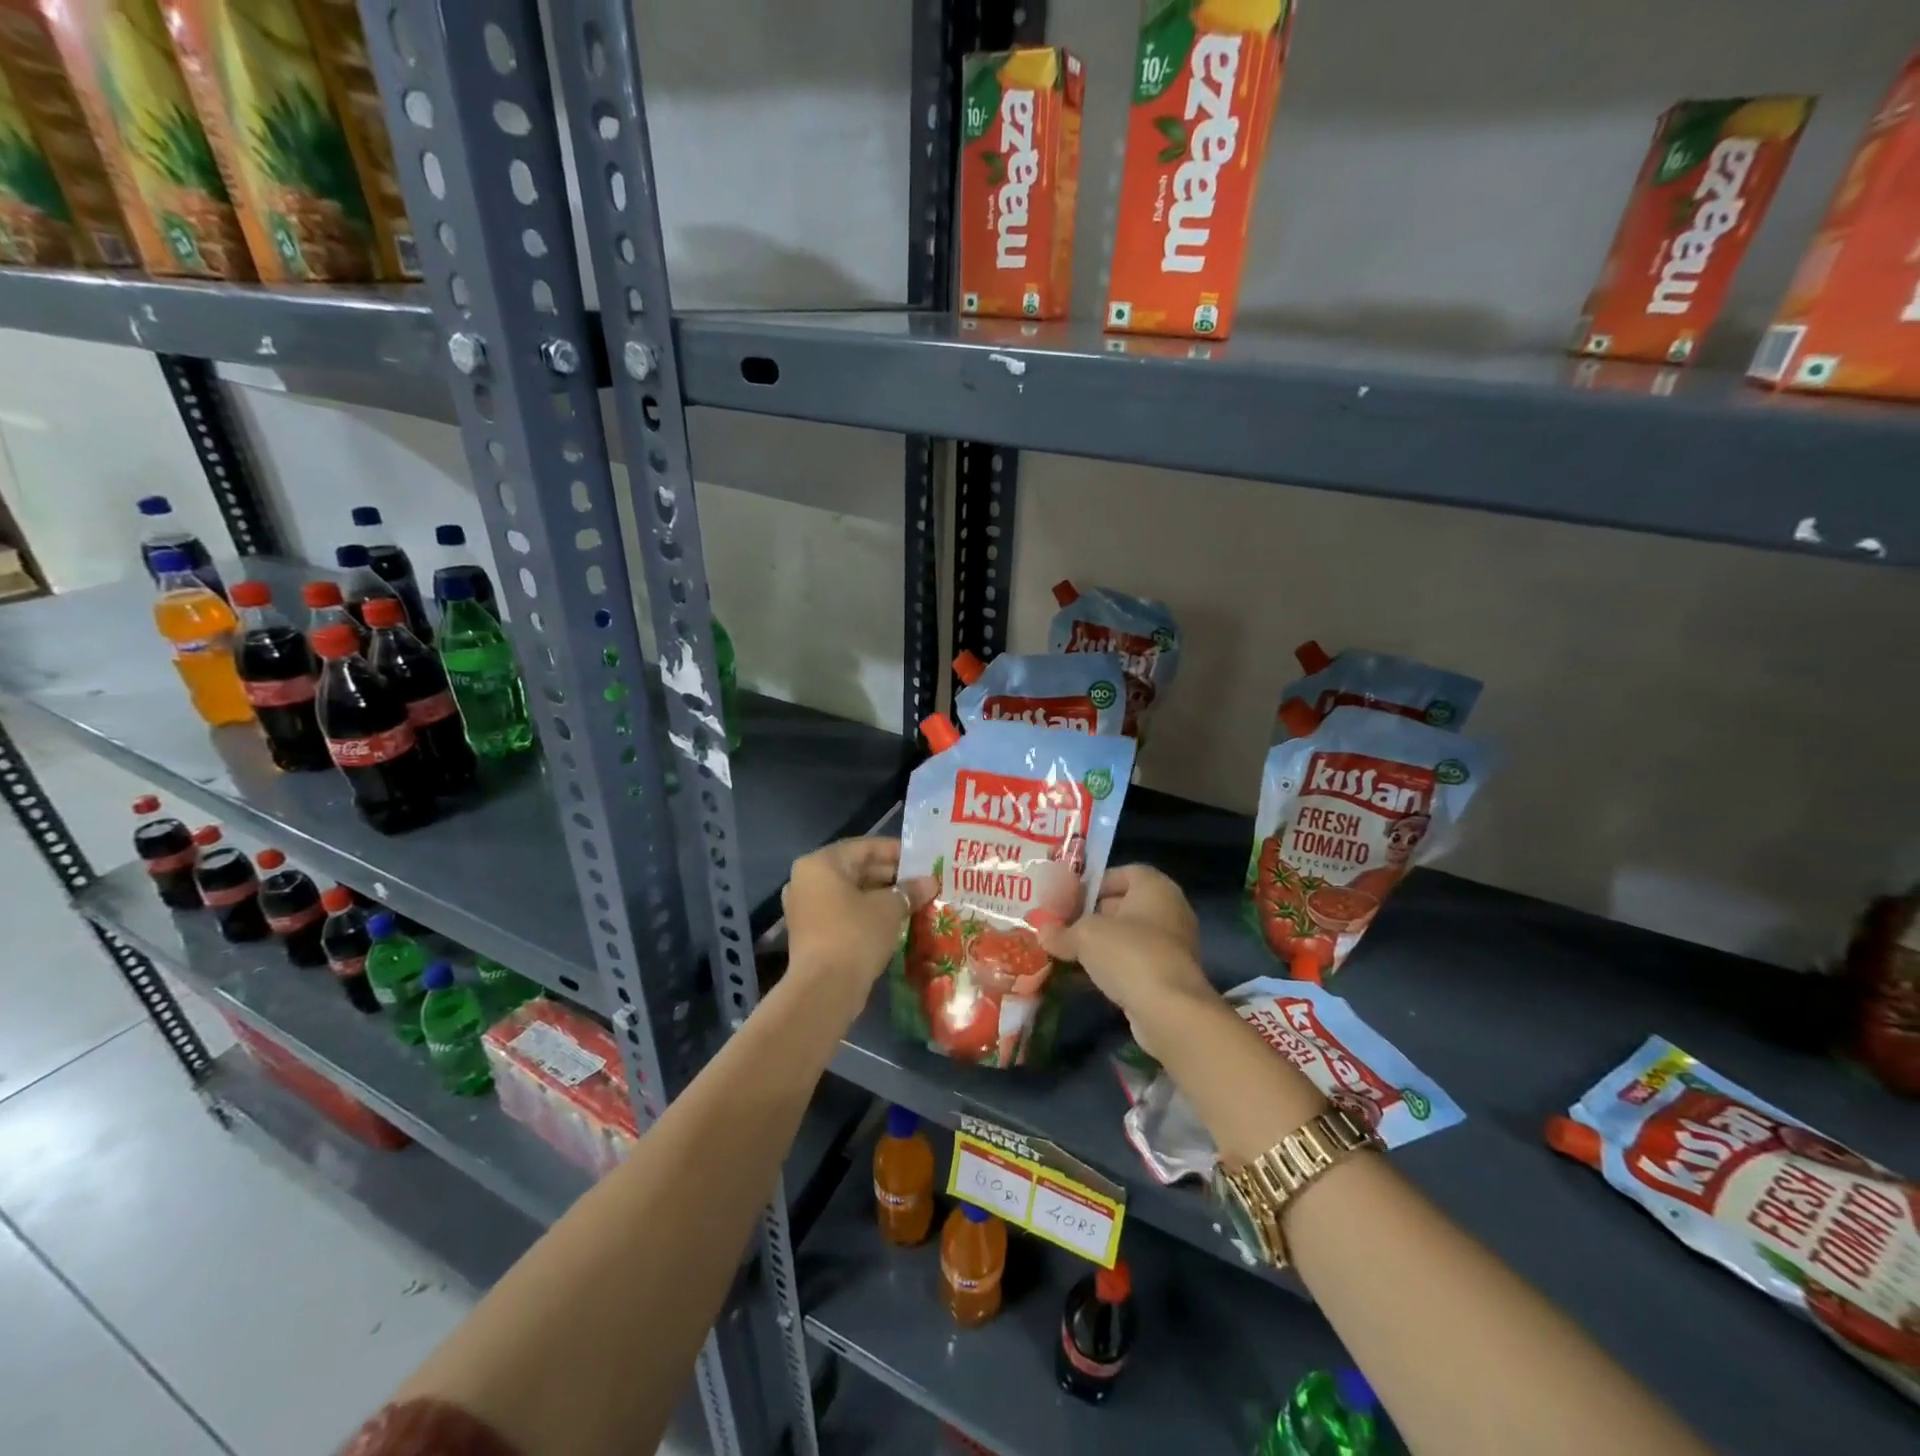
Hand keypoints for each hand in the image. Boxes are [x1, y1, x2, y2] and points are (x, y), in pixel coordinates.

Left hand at [782, 838, 934, 1002]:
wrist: (825, 990)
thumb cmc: (855, 935)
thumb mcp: (889, 908)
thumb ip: (909, 890)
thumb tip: (930, 882)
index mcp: (821, 863)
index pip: (865, 847)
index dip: (897, 852)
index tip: (924, 860)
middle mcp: (807, 880)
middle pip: (856, 869)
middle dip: (891, 876)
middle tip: (923, 882)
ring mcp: (806, 908)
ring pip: (851, 893)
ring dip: (881, 896)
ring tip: (914, 900)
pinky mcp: (811, 932)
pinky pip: (843, 912)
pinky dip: (867, 913)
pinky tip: (895, 920)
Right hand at [1035, 864, 1215, 1054]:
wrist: (1169, 1011)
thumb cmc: (1129, 954)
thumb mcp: (1085, 936)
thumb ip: (1062, 931)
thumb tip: (1042, 932)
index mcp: (1155, 888)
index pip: (1124, 873)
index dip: (1095, 883)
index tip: (1070, 898)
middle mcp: (1170, 911)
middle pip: (1124, 905)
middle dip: (1092, 916)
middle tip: (1062, 926)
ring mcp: (1172, 946)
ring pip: (1128, 937)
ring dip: (1100, 945)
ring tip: (1068, 952)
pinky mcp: (1169, 976)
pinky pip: (1134, 963)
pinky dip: (1113, 967)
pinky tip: (1086, 978)